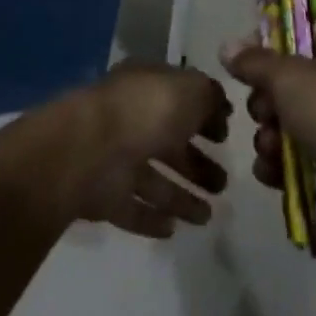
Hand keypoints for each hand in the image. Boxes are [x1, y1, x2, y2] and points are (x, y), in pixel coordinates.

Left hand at [62, 63, 231, 238]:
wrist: (89, 151)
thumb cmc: (145, 111)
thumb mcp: (191, 89)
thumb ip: (211, 96)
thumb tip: (221, 108)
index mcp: (147, 86)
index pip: (179, 98)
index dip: (205, 115)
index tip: (226, 137)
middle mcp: (129, 119)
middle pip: (168, 143)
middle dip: (197, 163)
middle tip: (222, 183)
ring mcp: (113, 158)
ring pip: (153, 179)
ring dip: (180, 197)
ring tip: (207, 217)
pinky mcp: (102, 195)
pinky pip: (131, 207)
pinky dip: (150, 218)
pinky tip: (173, 229)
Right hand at [222, 16, 315, 241]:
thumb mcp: (290, 75)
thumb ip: (255, 61)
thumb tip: (227, 47)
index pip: (307, 27)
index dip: (275, 37)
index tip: (249, 52)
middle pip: (290, 78)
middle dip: (266, 99)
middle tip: (264, 109)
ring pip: (287, 119)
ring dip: (269, 134)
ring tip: (271, 145)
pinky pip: (294, 156)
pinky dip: (280, 163)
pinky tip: (272, 170)